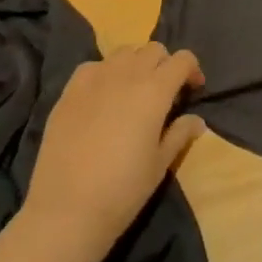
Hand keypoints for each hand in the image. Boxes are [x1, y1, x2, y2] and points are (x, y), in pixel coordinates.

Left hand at [22, 42, 206, 256]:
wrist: (66, 211)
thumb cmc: (123, 190)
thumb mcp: (160, 164)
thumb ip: (180, 134)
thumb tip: (196, 121)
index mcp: (155, 91)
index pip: (182, 59)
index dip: (192, 70)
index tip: (192, 90)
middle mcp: (126, 75)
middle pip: (153, 50)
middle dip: (164, 64)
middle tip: (164, 92)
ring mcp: (94, 80)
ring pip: (123, 53)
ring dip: (135, 64)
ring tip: (133, 90)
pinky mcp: (68, 92)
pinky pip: (92, 66)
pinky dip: (104, 73)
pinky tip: (102, 96)